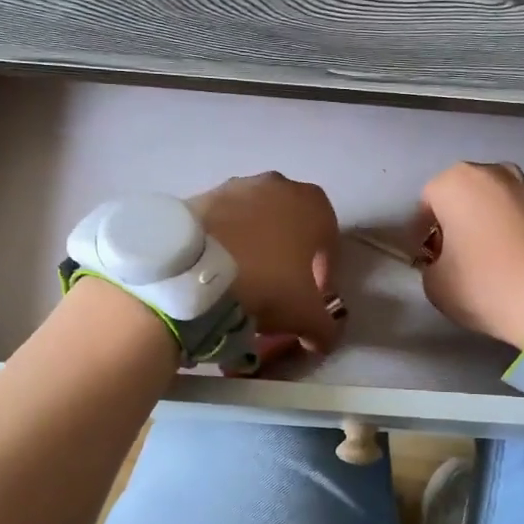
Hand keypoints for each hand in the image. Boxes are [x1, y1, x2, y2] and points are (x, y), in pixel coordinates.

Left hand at [190, 173, 342, 354]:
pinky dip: (225, 243)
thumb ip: (325, 327)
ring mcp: (237, 185)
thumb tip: (322, 338)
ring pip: (256, 221)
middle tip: (277, 290)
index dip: (324, 274)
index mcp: (313, 204)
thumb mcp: (306, 315)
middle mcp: (278, 185)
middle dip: (289, 256)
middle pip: (291, 226)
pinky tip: (216, 271)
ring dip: (255, 247)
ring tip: (243, 282)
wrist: (194, 267)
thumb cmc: (266, 282)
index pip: (329, 242)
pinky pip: (223, 223)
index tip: (311, 299)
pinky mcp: (203, 195)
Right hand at [416, 162, 523, 349]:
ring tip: (491, 261)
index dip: (422, 232)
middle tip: (456, 257)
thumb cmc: (487, 285)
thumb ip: (431, 265)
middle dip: (457, 221)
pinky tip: (519, 263)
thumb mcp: (435, 285)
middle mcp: (496, 172)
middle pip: (465, 196)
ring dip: (489, 224)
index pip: (427, 202)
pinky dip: (517, 233)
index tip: (426, 259)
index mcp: (457, 181)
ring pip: (497, 204)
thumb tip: (445, 261)